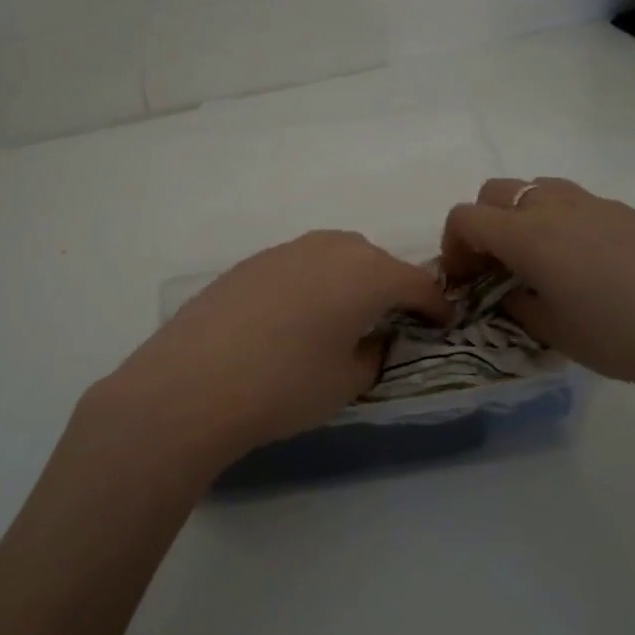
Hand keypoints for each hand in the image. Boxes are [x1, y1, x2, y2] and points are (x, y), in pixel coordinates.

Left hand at [84, 231, 448, 472]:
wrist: (193, 382)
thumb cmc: (284, 386)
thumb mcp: (347, 382)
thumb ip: (373, 354)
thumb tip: (372, 339)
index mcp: (367, 274)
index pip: (418, 283)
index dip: (435, 305)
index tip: (441, 324)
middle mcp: (331, 248)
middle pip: (377, 261)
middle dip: (391, 287)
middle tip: (390, 321)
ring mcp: (288, 249)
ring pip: (337, 256)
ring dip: (350, 280)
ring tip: (343, 316)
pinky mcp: (253, 261)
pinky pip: (301, 264)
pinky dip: (313, 282)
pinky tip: (295, 317)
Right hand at [441, 178, 634, 408]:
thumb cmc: (624, 335)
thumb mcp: (557, 333)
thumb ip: (519, 306)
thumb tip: (510, 293)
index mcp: (527, 235)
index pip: (465, 218)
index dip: (452, 247)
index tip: (464, 281)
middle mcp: (553, 206)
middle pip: (495, 192)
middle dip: (482, 225)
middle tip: (496, 268)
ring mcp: (593, 202)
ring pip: (536, 188)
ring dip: (521, 217)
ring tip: (539, 261)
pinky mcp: (626, 211)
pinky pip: (574, 202)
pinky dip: (559, 221)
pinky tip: (586, 265)